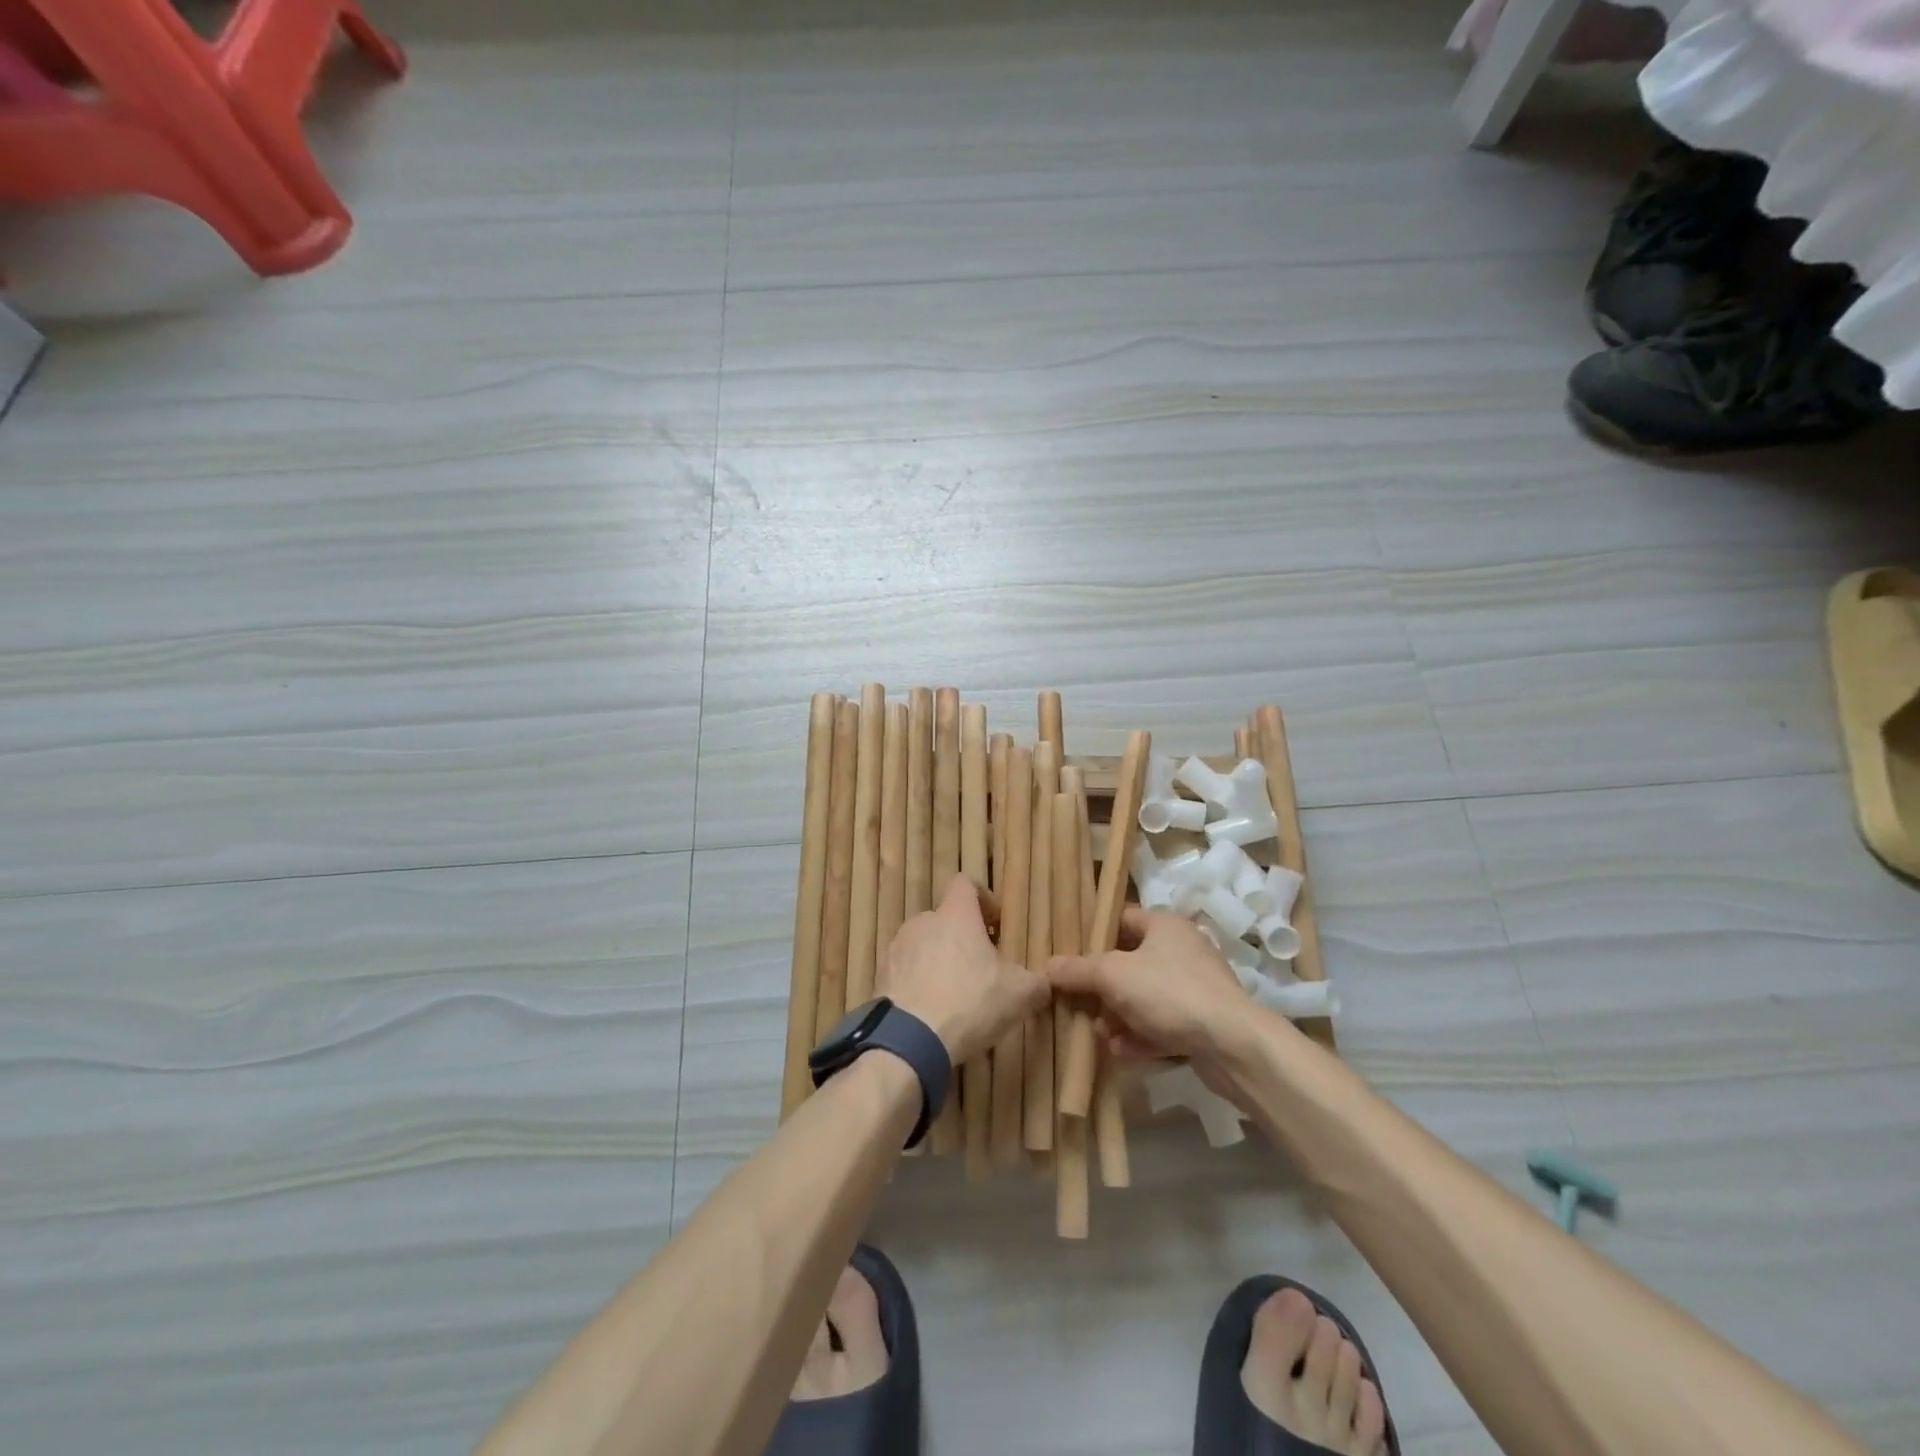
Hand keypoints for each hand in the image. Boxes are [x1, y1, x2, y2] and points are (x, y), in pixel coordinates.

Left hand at [881, 876, 1047, 1065]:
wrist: (909, 1041)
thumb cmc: (970, 1002)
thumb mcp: (1019, 994)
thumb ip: (1035, 984)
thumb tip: (1043, 985)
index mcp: (955, 915)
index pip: (964, 883)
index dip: (982, 898)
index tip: (995, 924)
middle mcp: (922, 922)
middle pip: (944, 919)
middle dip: (961, 938)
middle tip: (980, 969)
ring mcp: (896, 949)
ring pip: (923, 945)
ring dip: (938, 961)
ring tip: (954, 995)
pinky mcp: (880, 977)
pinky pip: (905, 972)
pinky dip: (918, 984)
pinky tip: (931, 1013)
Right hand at [1046, 908, 1252, 1070]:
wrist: (1234, 1045)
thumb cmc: (1170, 993)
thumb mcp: (1113, 976)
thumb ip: (1078, 970)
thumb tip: (1046, 967)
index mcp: (1164, 925)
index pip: (1120, 920)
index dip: (1093, 937)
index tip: (1069, 958)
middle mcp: (1182, 949)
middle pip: (1129, 963)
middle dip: (1102, 988)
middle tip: (1080, 1005)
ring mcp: (1196, 986)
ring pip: (1145, 997)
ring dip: (1119, 1016)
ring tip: (1099, 1036)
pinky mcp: (1204, 1021)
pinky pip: (1163, 1023)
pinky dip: (1141, 1036)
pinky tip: (1121, 1053)